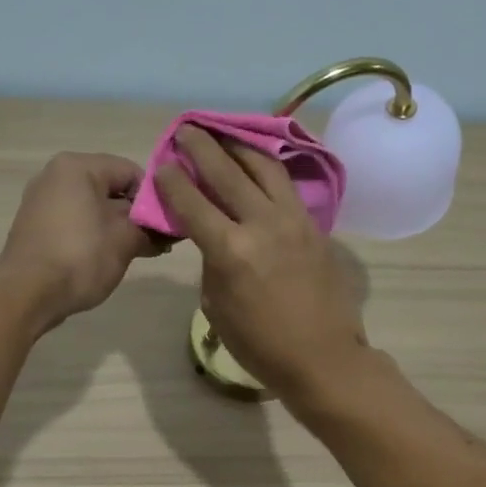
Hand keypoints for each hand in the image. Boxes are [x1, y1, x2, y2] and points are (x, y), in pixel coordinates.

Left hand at [0, 152, 165, 332]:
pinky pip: (75, 223)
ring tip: (140, 253)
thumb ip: (150, 228)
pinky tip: (111, 258)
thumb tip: (168, 230)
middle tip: (160, 243)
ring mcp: (42, 202)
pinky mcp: (36, 227)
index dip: (154, 198)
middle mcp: (55, 176)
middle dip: (137, 216)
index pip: (131, 171)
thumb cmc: (80, 258)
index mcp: (77, 167)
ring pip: (94, 208)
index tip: (168, 226)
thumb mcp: (125, 241)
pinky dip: (95, 236)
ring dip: (119, 228)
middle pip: (111, 189)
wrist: (26, 294)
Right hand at [155, 125, 369, 399]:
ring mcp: (293, 220)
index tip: (163, 164)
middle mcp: (262, 224)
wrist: (322, 356)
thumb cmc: (260, 344)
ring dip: (239, 147)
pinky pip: (286, 185)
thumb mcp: (217, 307)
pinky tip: (257, 164)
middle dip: (202, 147)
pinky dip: (266, 168)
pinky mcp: (314, 224)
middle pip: (227, 172)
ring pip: (264, 167)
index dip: (173, 180)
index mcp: (231, 251)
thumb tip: (213, 237)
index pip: (192, 203)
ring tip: (224, 135)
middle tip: (187, 130)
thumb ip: (212, 263)